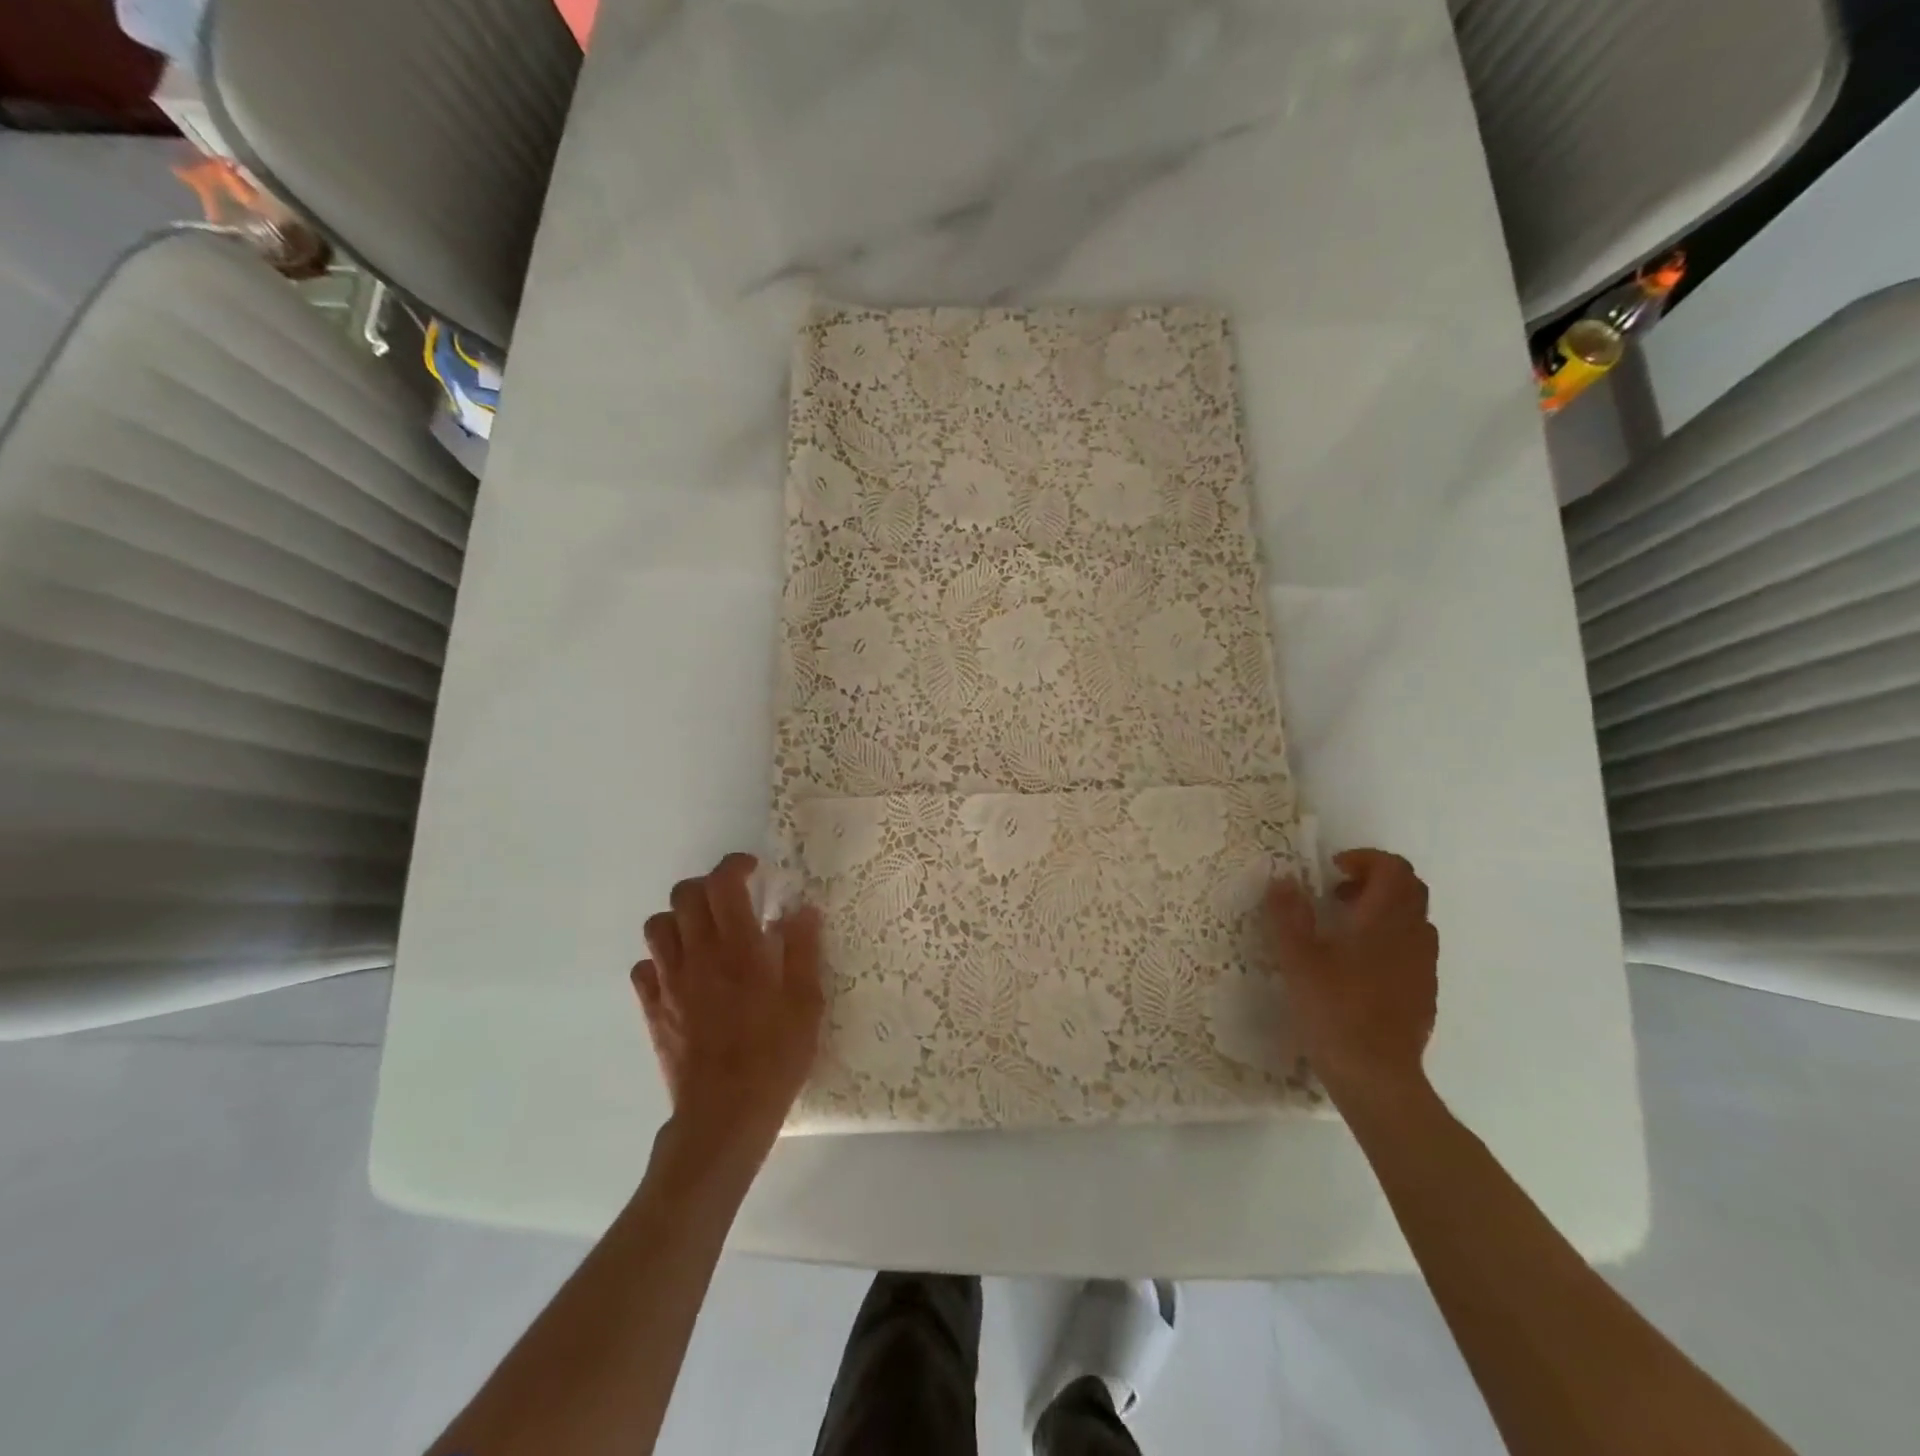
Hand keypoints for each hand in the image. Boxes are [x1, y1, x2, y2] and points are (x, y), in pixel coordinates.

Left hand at [632, 853, 824, 1163]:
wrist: (725, 1114)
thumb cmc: (775, 1055)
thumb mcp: (807, 1001)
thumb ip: (803, 949)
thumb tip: (801, 909)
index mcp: (738, 948)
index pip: (722, 883)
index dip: (734, 866)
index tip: (753, 871)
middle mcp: (698, 955)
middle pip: (683, 895)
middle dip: (707, 887)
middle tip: (731, 902)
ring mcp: (669, 982)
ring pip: (657, 926)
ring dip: (681, 920)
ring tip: (705, 934)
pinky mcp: (652, 1009)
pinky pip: (644, 968)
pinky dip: (661, 960)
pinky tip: (684, 973)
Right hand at [1266, 849, 1438, 1111]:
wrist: (1376, 1075)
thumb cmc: (1334, 1010)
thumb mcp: (1298, 960)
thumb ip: (1288, 915)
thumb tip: (1283, 880)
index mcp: (1385, 921)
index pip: (1393, 868)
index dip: (1365, 859)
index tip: (1332, 872)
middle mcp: (1413, 936)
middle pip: (1409, 889)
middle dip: (1374, 881)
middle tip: (1336, 895)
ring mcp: (1423, 967)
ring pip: (1413, 920)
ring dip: (1383, 910)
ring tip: (1344, 929)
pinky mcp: (1424, 993)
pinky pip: (1413, 949)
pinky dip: (1389, 940)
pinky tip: (1358, 966)